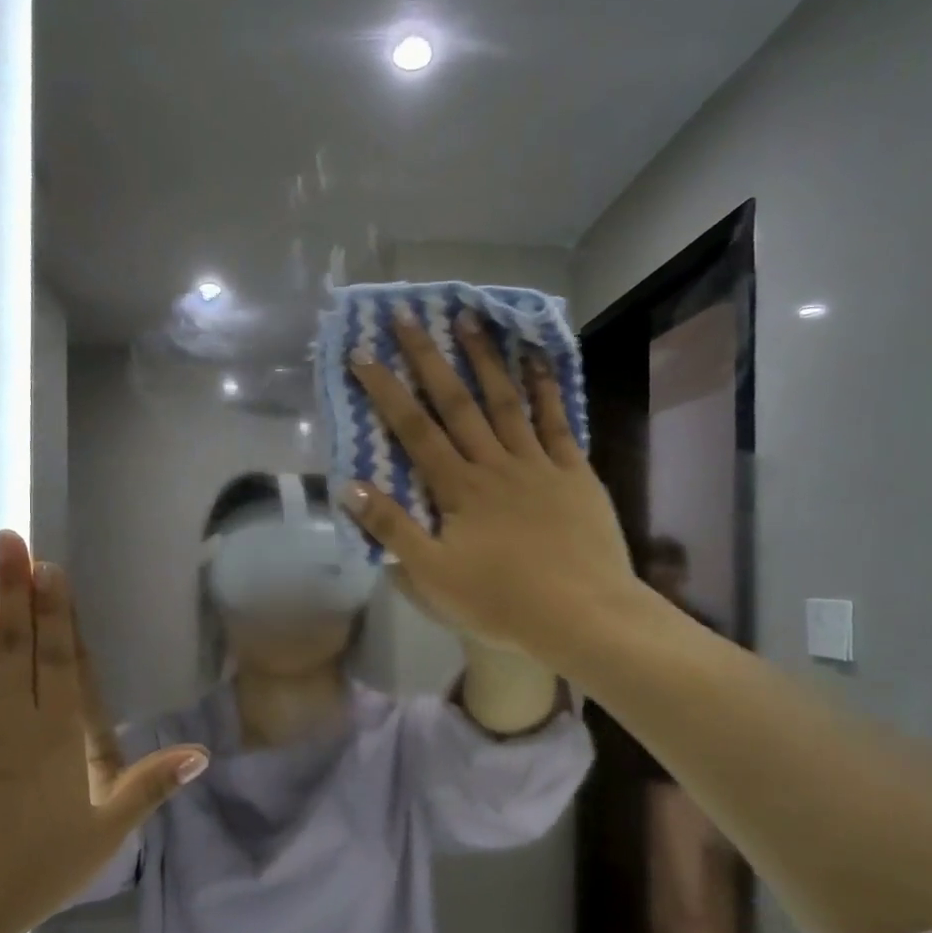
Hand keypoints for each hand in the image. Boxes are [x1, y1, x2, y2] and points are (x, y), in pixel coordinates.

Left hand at [0, 531, 208, 932]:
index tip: (48, 566)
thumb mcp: (106, 833)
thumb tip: (201, 753)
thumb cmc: (36, 871)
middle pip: (15, 642)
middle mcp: (11, 720)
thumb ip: (150, 785)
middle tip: (9, 537)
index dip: (54, 609)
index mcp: (55, 737)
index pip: (57, 658)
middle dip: (14, 586)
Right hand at [341, 307, 639, 662]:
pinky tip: (538, 360)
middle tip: (409, 317)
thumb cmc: (501, 602)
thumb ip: (392, 528)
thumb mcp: (433, 576)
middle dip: (429, 359)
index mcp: (458, 489)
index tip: (364, 355)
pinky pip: (557, 423)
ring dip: (485, 360)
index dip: (387, 392)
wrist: (582, 616)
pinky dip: (547, 389)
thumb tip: (349, 486)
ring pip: (506, 402)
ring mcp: (539, 464)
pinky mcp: (575, 473)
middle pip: (457, 404)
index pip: (414, 431)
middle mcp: (495, 465)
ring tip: (469, 319)